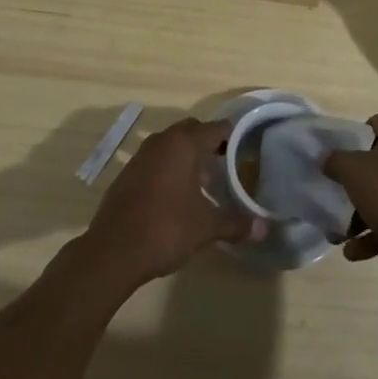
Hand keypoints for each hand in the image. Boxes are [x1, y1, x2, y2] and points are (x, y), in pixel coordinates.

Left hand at [79, 117, 256, 292]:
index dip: (232, 136)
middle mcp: (162, 141)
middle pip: (192, 131)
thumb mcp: (206, 227)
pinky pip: (156, 159)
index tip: (245, 147)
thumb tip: (263, 228)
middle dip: (209, 143)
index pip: (215, 128)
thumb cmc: (166, 229)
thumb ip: (235, 223)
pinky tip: (177, 194)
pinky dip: (169, 167)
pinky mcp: (128, 172)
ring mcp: (141, 155)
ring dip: (187, 156)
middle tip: (226, 163)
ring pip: (171, 144)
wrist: (114, 250)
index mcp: (184, 144)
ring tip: (204, 181)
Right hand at [324, 113, 377, 287]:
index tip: (339, 161)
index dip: (353, 142)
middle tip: (339, 192)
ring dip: (365, 210)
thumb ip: (335, 160)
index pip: (373, 125)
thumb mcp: (352, 171)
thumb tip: (326, 159)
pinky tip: (353, 249)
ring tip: (340, 229)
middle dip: (359, 181)